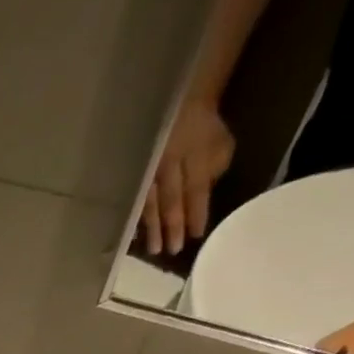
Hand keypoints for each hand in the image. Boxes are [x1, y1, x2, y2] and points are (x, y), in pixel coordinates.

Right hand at [138, 97, 234, 256]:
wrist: (177, 102)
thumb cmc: (202, 129)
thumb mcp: (219, 143)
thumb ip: (213, 169)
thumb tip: (203, 194)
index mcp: (195, 153)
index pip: (196, 188)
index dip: (196, 213)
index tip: (195, 235)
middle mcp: (169, 162)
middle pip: (171, 199)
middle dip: (172, 225)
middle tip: (173, 251)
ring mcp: (149, 168)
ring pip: (150, 202)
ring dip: (152, 227)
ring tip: (153, 249)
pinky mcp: (135, 174)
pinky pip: (136, 198)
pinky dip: (136, 217)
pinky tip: (135, 235)